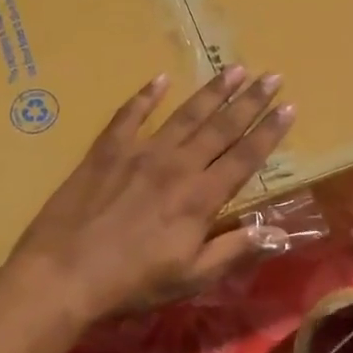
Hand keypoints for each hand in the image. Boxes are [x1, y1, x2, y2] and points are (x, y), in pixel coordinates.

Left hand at [8, 68, 296, 323]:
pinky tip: (160, 80)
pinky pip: (130, 115)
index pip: (245, 157)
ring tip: (234, 69)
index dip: (269, 132)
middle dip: (250, 101)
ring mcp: (140, 152)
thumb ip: (235, 249)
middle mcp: (177, 165)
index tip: (289, 107)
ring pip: (184, 115)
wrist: (64, 274)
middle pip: (221, 127)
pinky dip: (146, 96)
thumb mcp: (191, 277)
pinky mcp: (107, 150)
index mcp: (201, 197)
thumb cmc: (132, 283)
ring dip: (211, 91)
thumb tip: (279, 232)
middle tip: (271, 75)